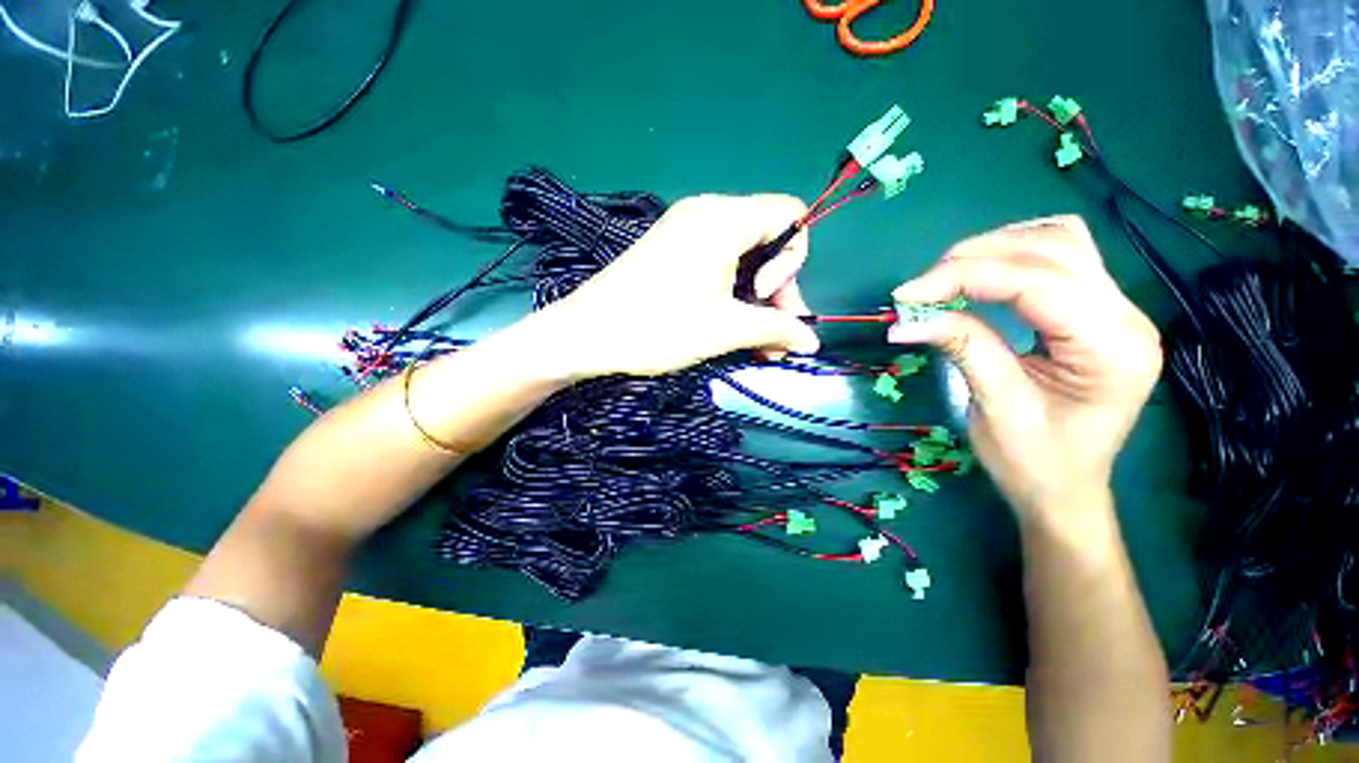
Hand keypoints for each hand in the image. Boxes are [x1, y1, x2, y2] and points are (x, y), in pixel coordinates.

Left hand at [529, 194, 821, 378]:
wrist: (585, 335)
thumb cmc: (657, 326)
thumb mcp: (725, 329)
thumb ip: (776, 329)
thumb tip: (813, 341)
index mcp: (722, 218)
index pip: (789, 215)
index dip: (792, 260)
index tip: (766, 297)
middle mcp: (706, 214)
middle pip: (767, 243)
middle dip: (777, 293)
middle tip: (774, 339)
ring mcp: (685, 233)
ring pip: (743, 261)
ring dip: (756, 304)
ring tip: (757, 347)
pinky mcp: (672, 254)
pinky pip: (718, 267)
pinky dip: (732, 297)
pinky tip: (732, 330)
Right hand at [888, 217, 1161, 522]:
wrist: (1065, 490)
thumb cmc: (1035, 463)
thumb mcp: (996, 407)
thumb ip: (963, 348)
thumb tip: (908, 319)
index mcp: (1111, 347)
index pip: (1037, 282)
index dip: (964, 277)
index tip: (907, 294)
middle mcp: (1126, 316)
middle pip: (1053, 248)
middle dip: (975, 259)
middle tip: (920, 289)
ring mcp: (1117, 309)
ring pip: (1059, 241)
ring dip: (995, 249)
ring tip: (945, 277)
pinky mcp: (1098, 311)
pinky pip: (1061, 256)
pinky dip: (1014, 254)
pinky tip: (984, 272)